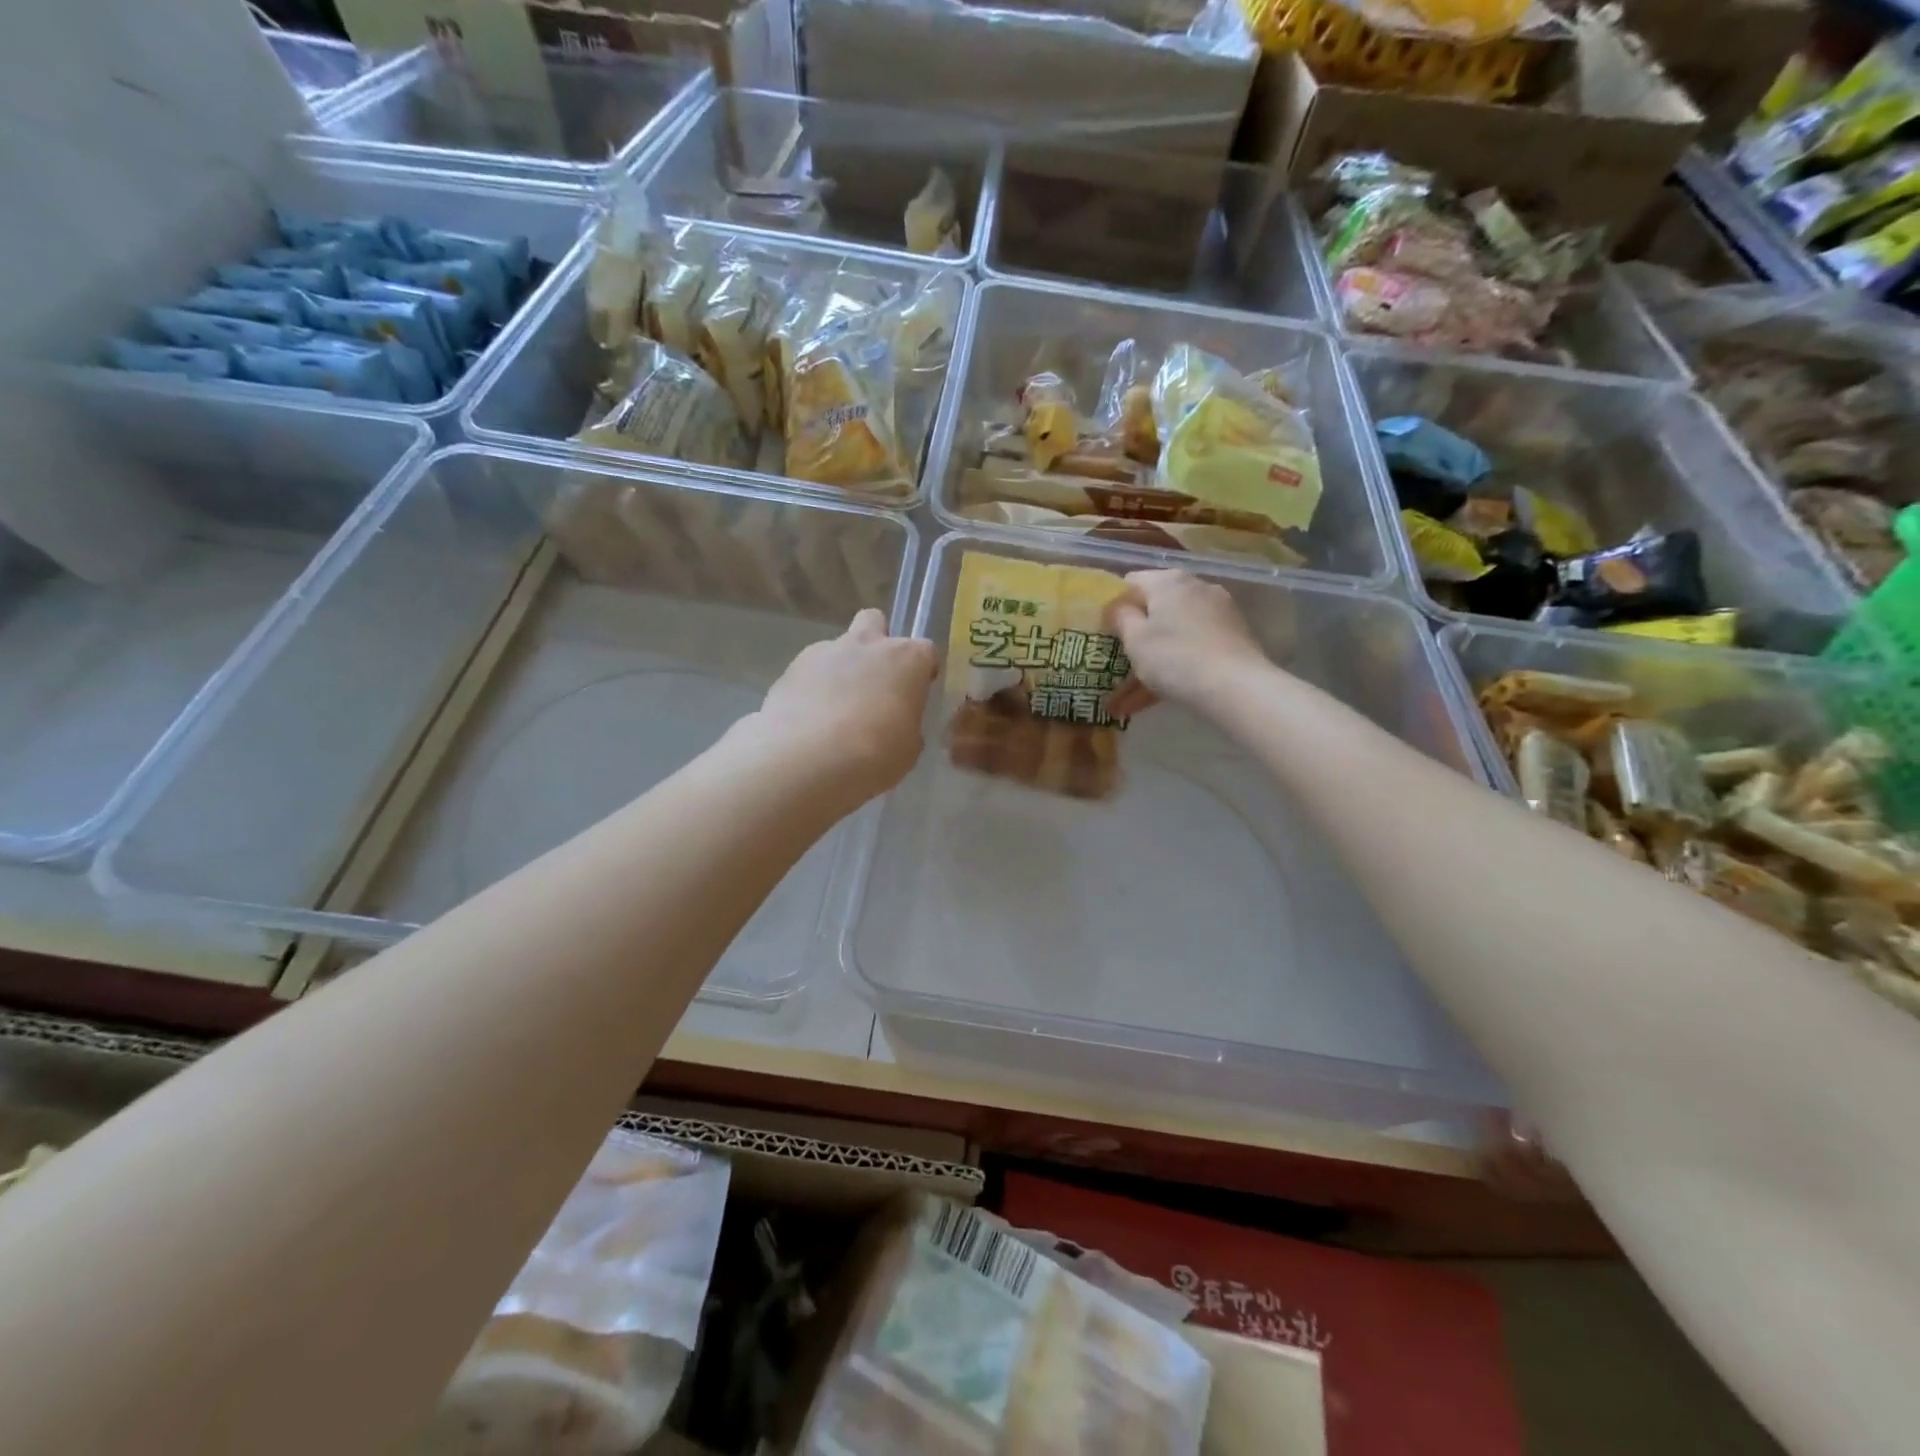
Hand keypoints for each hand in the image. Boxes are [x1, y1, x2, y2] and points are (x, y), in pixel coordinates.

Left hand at [753, 609, 937, 800]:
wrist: (805, 760)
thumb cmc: (873, 755)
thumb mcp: (908, 748)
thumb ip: (906, 724)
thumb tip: (897, 721)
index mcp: (906, 660)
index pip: (925, 651)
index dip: (922, 671)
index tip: (916, 694)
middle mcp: (866, 645)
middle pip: (875, 622)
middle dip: (877, 643)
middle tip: (875, 682)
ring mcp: (825, 652)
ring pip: (838, 647)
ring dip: (842, 669)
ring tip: (835, 710)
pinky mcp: (790, 668)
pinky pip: (810, 671)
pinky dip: (813, 688)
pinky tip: (810, 719)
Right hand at [1105, 569, 1268, 715]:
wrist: (1236, 687)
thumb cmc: (1175, 659)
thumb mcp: (1135, 640)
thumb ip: (1121, 617)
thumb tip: (1119, 606)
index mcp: (1167, 581)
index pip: (1131, 582)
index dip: (1116, 605)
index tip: (1108, 632)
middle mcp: (1196, 586)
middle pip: (1158, 604)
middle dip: (1140, 630)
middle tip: (1124, 658)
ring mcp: (1219, 608)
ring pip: (1177, 627)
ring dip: (1159, 650)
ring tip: (1141, 687)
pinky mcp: (1234, 631)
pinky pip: (1196, 641)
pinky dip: (1181, 659)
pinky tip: (1168, 688)